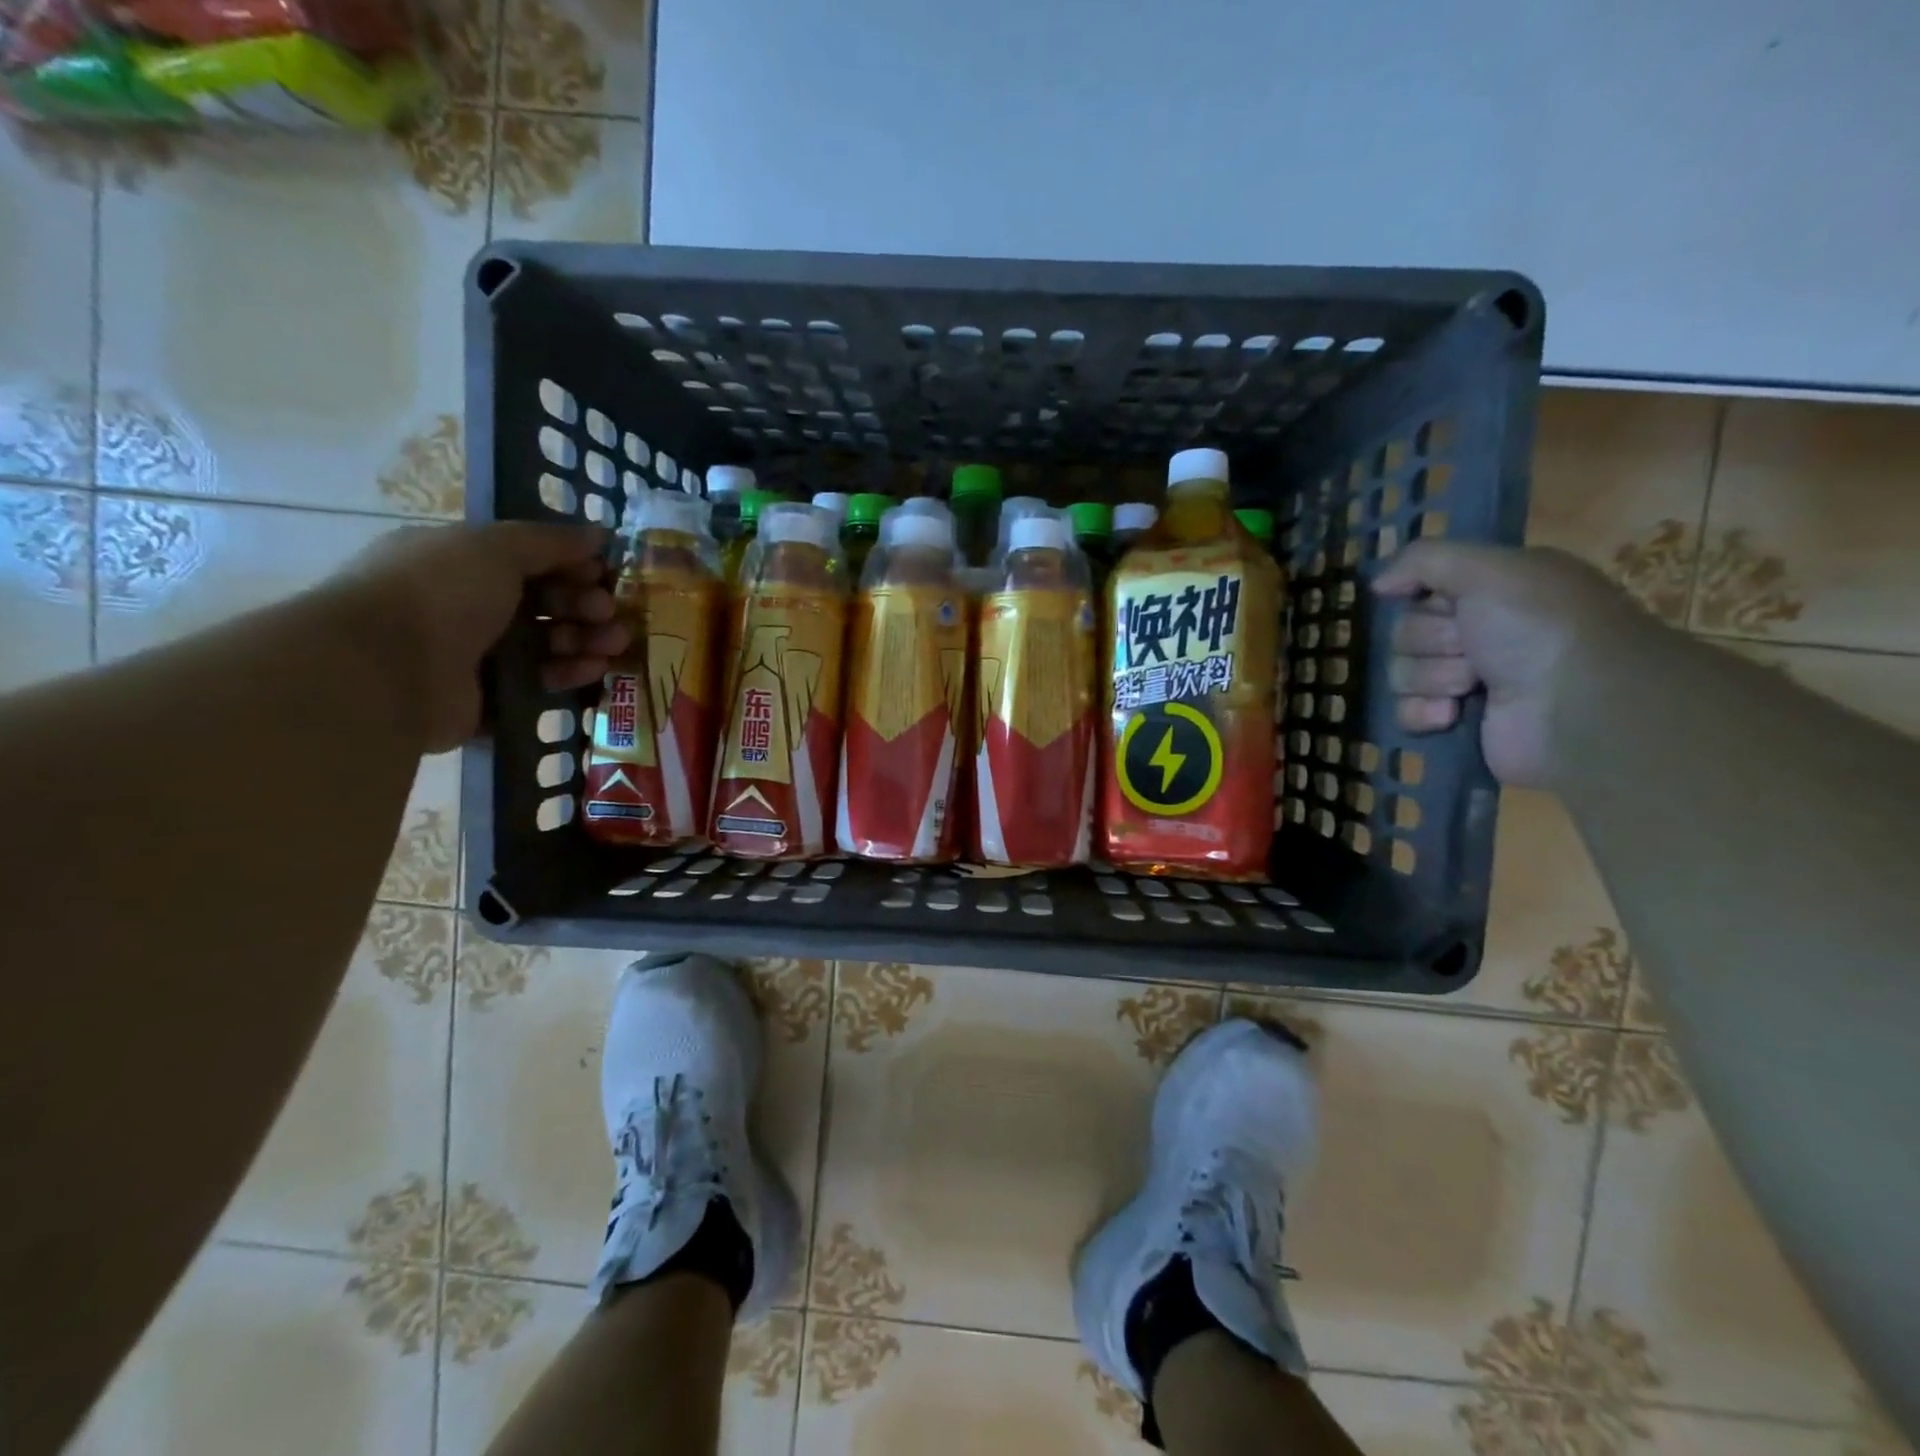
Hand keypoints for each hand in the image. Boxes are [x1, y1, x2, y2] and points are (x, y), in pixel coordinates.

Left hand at [333, 522, 628, 752]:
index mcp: (460, 563)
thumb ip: (551, 541)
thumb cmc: (439, 593)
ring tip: (615, 644)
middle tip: (611, 612)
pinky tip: (593, 669)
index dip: (571, 565)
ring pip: (547, 645)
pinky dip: (569, 675)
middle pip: (543, 604)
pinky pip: (540, 683)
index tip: (605, 574)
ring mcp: (476, 655)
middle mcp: (466, 606)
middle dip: (584, 606)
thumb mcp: (496, 547)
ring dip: (586, 640)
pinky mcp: (488, 699)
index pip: (529, 561)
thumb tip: (599, 534)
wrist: (386, 670)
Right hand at [1373, 542, 1653, 787]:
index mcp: (1495, 591)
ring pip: (1402, 672)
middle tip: (1470, 647)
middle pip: (1406, 632)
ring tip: (1473, 685)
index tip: (1449, 603)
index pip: (1423, 589)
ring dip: (1432, 677)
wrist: (1578, 708)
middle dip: (1431, 642)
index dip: (1427, 599)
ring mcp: (1469, 680)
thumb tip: (1378, 584)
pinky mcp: (1457, 722)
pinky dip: (1423, 713)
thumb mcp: (1489, 569)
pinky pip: (1405, 711)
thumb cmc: (1539, 627)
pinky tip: (1452, 715)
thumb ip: (1425, 560)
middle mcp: (1481, 632)